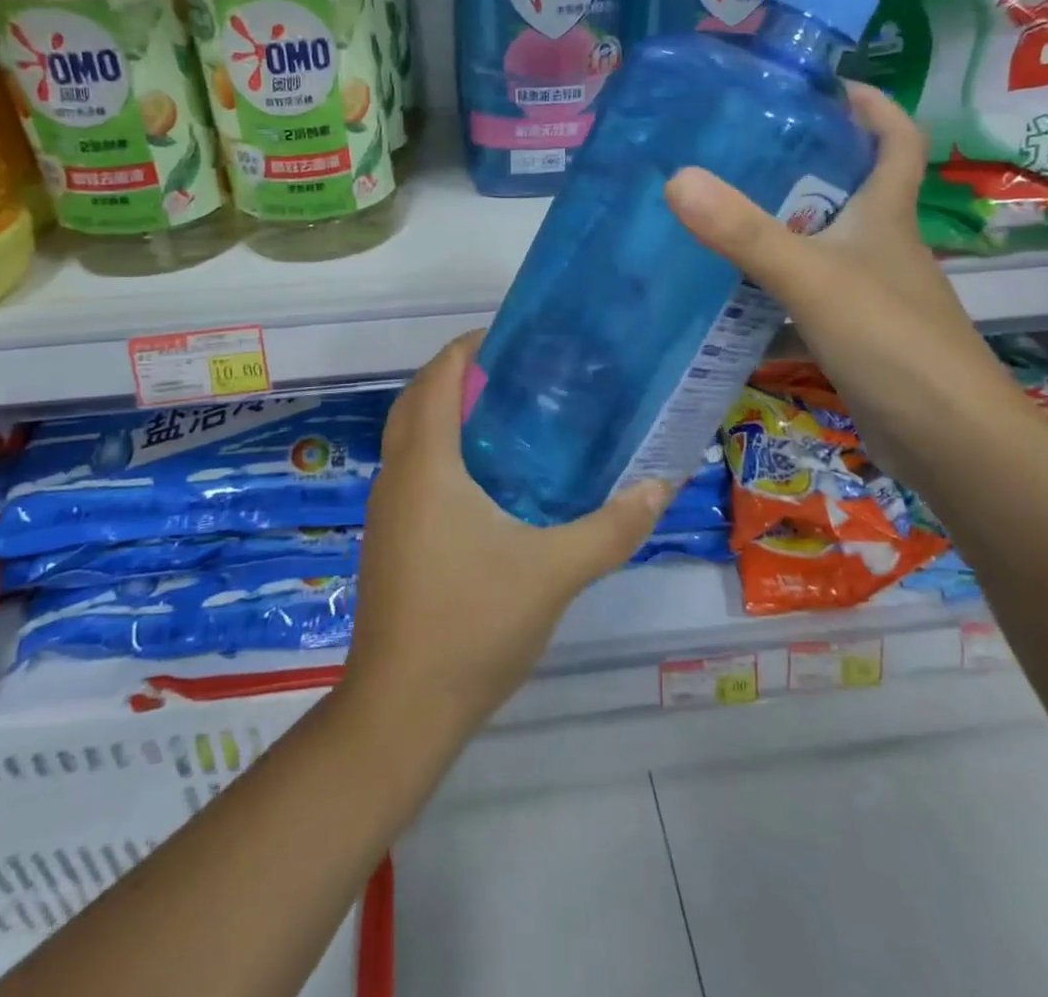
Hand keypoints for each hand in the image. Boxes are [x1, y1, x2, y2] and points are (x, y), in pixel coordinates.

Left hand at [342, 333, 671, 742]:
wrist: (402, 708)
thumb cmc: (473, 623)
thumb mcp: (555, 571)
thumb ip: (612, 527)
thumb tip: (660, 485)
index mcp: (426, 465)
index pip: (439, 378)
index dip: (469, 348)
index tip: (514, 338)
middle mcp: (397, 476)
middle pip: (418, 399)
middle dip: (458, 375)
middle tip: (517, 374)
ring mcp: (387, 510)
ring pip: (410, 436)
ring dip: (446, 412)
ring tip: (506, 414)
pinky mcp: (390, 539)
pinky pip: (412, 469)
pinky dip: (440, 449)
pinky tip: (487, 479)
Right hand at [664, 83, 1013, 478]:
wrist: (949, 443)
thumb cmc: (892, 344)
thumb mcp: (813, 279)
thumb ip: (747, 234)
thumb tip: (678, 178)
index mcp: (887, 215)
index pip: (895, 138)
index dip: (870, 104)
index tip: (821, 86)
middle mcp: (882, 245)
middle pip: (850, 185)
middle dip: (804, 160)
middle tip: (739, 147)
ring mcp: (870, 292)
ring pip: (824, 240)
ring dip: (782, 223)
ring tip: (720, 209)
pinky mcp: (854, 333)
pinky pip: (808, 290)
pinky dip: (775, 281)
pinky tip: (733, 288)